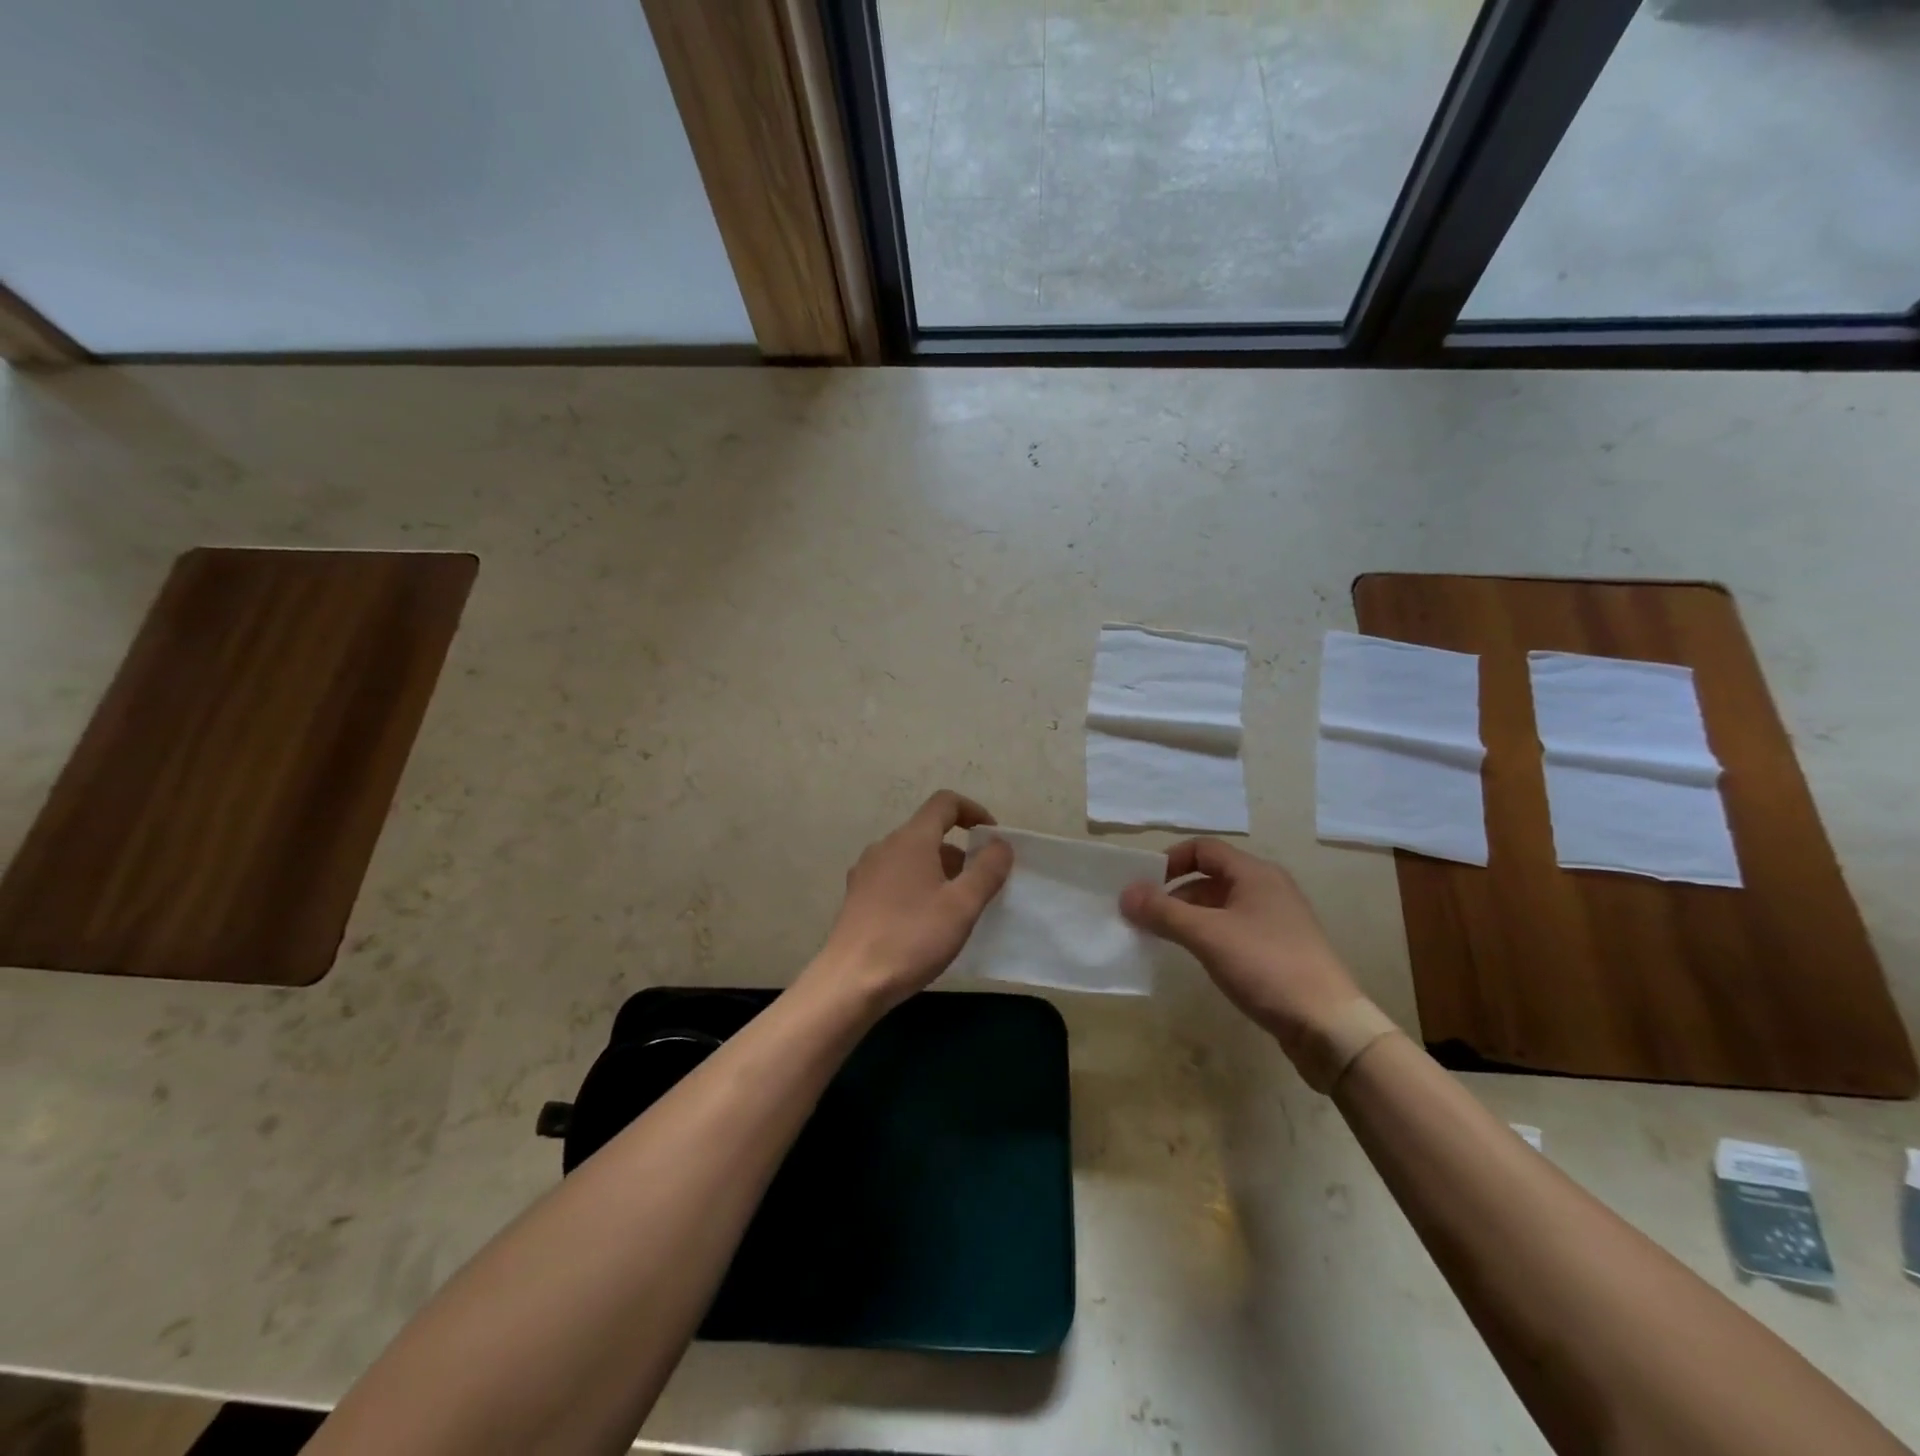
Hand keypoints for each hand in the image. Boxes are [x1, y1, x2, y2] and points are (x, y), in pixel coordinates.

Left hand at [810, 790, 1014, 1010]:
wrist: (851, 982)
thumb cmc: (912, 938)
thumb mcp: (962, 906)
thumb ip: (987, 870)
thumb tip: (1000, 844)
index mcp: (911, 840)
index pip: (945, 803)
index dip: (973, 811)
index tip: (993, 838)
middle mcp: (885, 846)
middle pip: (929, 832)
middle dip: (960, 851)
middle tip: (981, 884)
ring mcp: (866, 871)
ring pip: (912, 857)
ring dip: (939, 871)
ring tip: (956, 908)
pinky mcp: (857, 896)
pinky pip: (895, 877)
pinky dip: (918, 886)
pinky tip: (925, 921)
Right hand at [1121, 839, 1361, 1057]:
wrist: (1328, 1026)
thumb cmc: (1266, 967)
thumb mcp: (1207, 935)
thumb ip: (1163, 912)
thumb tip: (1126, 893)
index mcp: (1255, 874)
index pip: (1203, 848)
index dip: (1170, 861)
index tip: (1143, 886)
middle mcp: (1268, 888)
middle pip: (1211, 877)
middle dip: (1174, 893)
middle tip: (1145, 917)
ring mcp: (1277, 920)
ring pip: (1222, 906)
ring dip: (1190, 916)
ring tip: (1163, 939)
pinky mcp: (1280, 949)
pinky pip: (1235, 929)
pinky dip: (1210, 935)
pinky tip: (1197, 958)